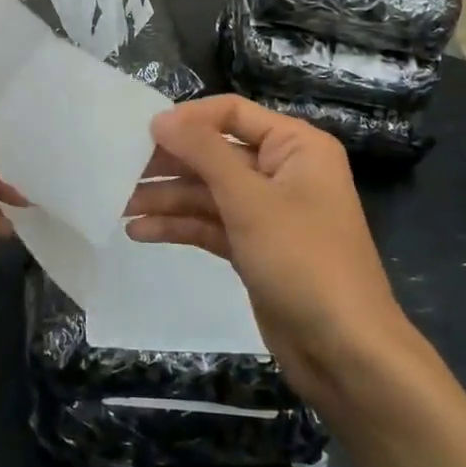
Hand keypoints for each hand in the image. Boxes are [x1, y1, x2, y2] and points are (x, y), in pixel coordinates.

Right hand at [129, 96, 414, 407]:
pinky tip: (139, 232)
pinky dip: (179, 226)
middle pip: (215, 153)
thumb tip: (160, 118)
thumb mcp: (249, 199)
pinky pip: (211, 224)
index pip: (232, 113)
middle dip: (170, 163)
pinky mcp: (254, 247)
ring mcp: (267, 212)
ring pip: (208, 191)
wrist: (346, 354)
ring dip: (167, 198)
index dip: (188, 119)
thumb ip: (203, 152)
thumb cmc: (303, 260)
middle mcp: (282, 171)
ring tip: (119, 205)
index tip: (143, 133)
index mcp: (295, 146)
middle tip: (120, 170)